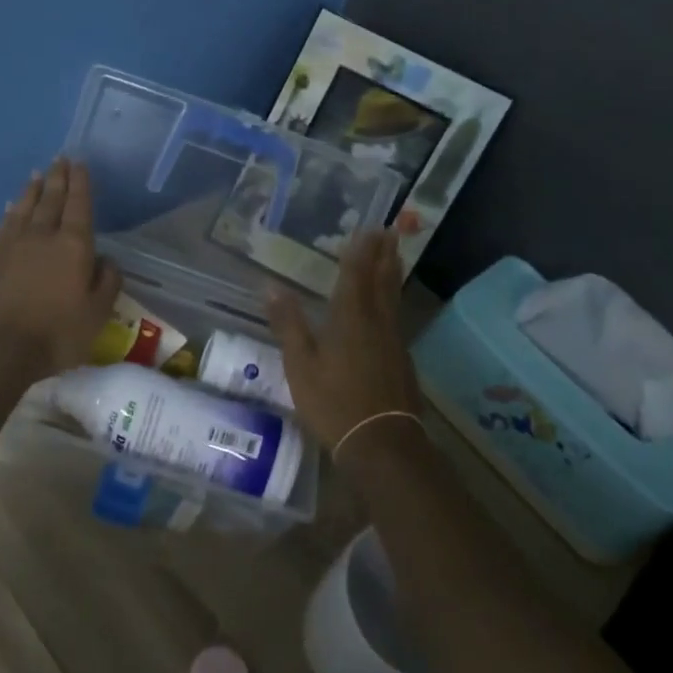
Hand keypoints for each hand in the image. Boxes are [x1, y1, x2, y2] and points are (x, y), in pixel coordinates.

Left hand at [0, 158, 121, 379]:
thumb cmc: (55, 334)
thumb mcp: (97, 315)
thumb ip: (107, 283)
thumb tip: (107, 260)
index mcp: (74, 246)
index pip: (80, 205)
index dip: (81, 183)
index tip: (80, 163)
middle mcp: (43, 235)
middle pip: (52, 199)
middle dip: (59, 178)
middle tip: (61, 159)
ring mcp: (12, 244)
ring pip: (25, 207)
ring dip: (34, 189)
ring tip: (39, 174)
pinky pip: (5, 223)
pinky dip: (11, 210)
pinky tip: (12, 205)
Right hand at [267, 229, 420, 453]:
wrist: (382, 443)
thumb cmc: (334, 402)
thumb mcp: (300, 365)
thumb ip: (288, 324)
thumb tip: (270, 286)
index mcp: (350, 319)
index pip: (356, 275)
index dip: (361, 252)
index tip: (368, 228)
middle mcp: (376, 323)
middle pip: (382, 281)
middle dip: (384, 255)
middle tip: (390, 232)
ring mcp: (394, 342)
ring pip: (393, 299)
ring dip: (392, 274)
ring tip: (395, 256)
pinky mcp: (402, 361)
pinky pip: (396, 318)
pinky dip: (394, 301)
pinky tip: (391, 308)